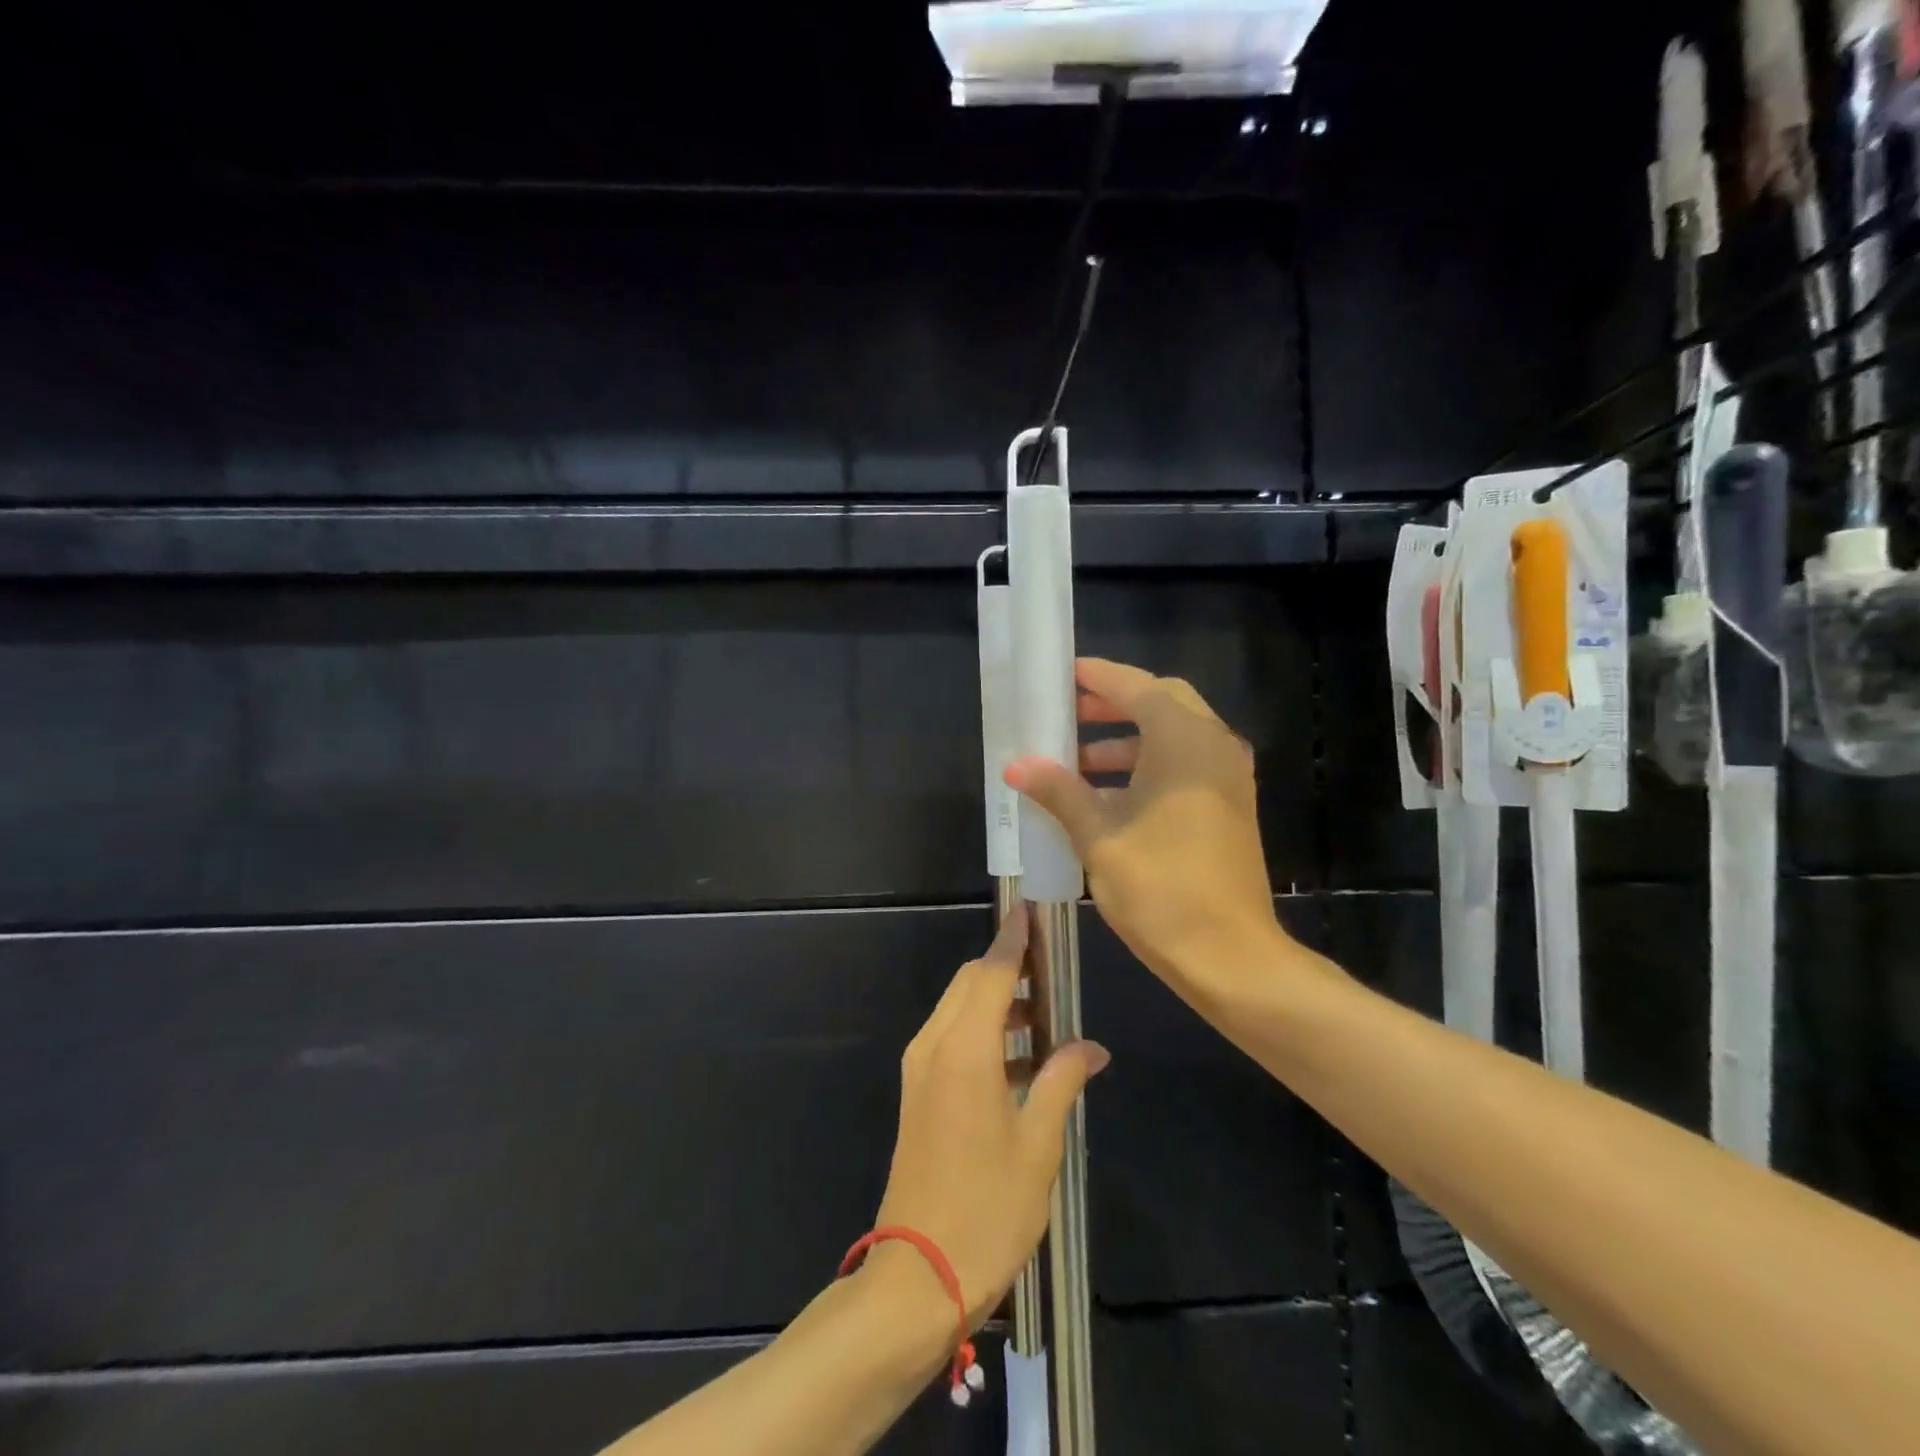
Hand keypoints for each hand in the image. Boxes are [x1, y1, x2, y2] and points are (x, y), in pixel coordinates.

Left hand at [873, 905, 1109, 1326]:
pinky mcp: (917, 1094)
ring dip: (995, 1002)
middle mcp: (933, 1046)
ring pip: (958, 1010)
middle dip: (1006, 968)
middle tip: (1050, 972)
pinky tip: (1020, 1062)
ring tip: (1044, 1019)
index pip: (990, 972)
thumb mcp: (1038, 1145)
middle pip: (969, 984)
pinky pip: (950, 1040)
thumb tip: (1093, 1047)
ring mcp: (919, 1071)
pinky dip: (982, 1032)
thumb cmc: (987, 1208)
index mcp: (963, 1050)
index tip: (1031, 912)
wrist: (917, 1276)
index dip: (1012, 940)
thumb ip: (1062, 1082)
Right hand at [1006, 658, 1290, 997]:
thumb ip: (1059, 792)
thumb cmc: (1161, 887)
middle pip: (1161, 704)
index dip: (1099, 677)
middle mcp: (1214, 747)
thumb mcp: (1099, 836)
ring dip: (1127, 741)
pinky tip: (1106, 798)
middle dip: (1113, 705)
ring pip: (1173, 737)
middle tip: (1068, 714)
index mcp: (1185, 741)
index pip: (1137, 687)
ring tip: (1075, 762)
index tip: (1064, 674)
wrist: (1230, 955)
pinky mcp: (1229, 806)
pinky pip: (1184, 765)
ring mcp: (1227, 777)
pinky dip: (1147, 767)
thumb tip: (1017, 765)